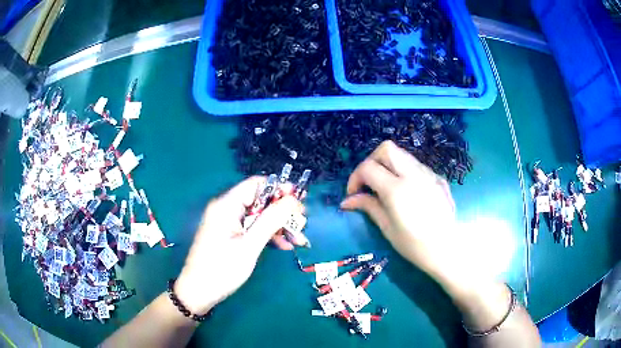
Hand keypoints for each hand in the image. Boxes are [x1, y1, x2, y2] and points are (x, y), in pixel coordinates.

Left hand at [174, 177, 304, 314]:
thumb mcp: (250, 245)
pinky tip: (284, 246)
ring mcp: (228, 222)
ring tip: (298, 240)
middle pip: (260, 201)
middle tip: (302, 224)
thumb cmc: (222, 269)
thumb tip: (291, 199)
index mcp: (227, 205)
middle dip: (282, 212)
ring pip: (259, 216)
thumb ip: (271, 220)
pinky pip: (252, 228)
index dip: (279, 189)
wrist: (199, 292)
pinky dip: (268, 235)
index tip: (299, 201)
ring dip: (279, 226)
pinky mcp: (230, 234)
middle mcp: (227, 209)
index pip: (256, 184)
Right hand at [340, 141, 459, 282]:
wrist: (447, 250)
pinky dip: (405, 172)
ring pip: (403, 155)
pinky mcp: (439, 178)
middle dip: (372, 161)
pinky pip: (417, 166)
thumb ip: (367, 206)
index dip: (355, 178)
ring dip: (389, 165)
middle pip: (386, 149)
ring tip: (386, 188)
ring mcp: (429, 174)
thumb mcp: (387, 227)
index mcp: (397, 189)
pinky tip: (407, 193)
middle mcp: (413, 174)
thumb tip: (347, 200)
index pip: (368, 167)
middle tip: (369, 182)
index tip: (354, 194)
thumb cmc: (414, 245)